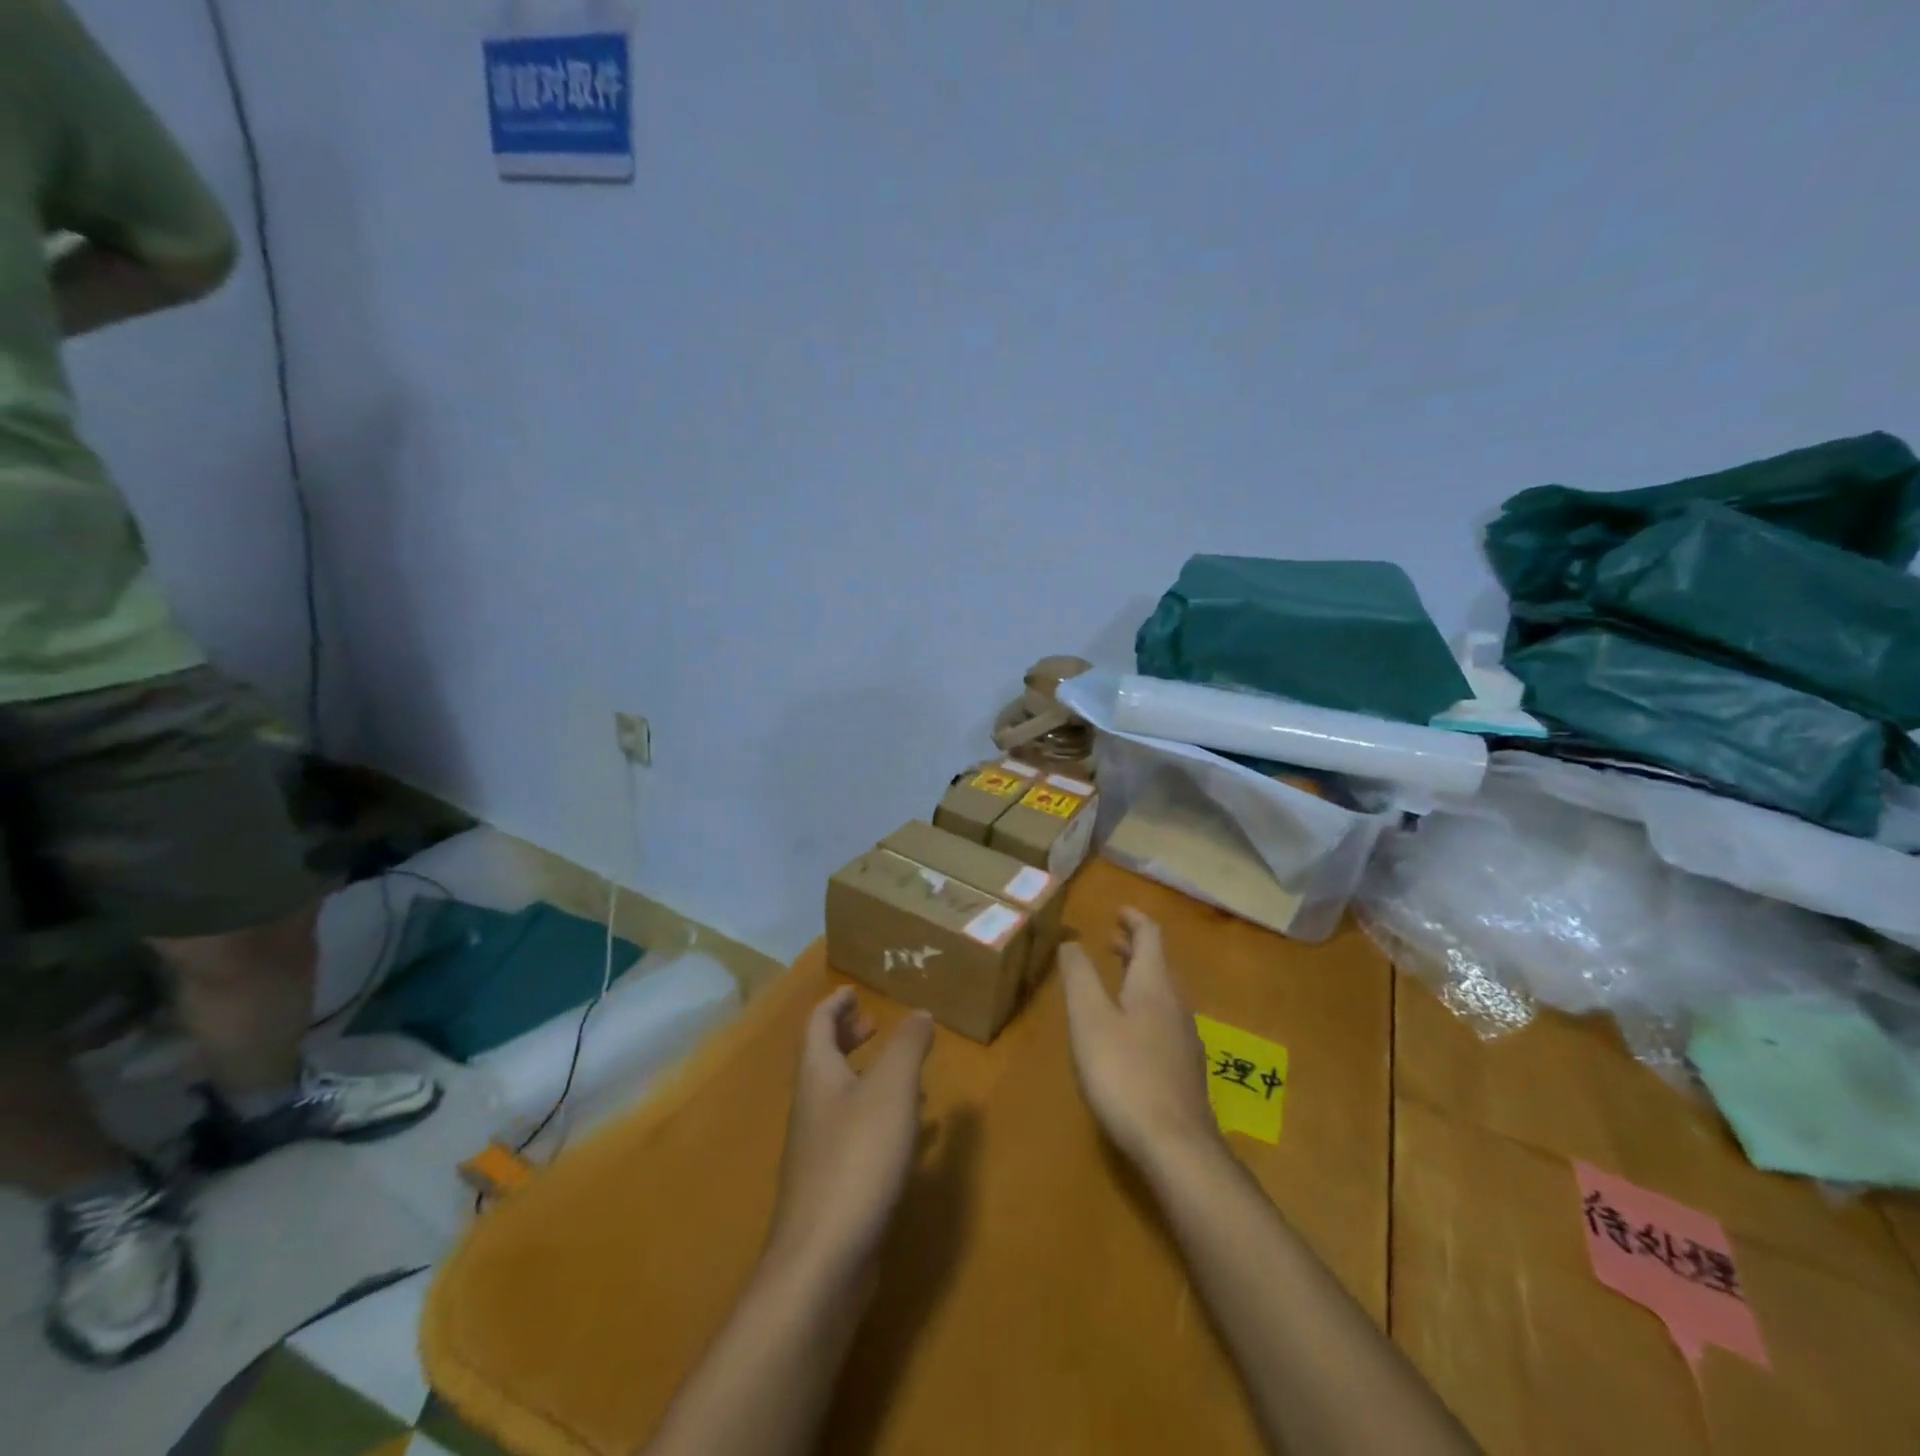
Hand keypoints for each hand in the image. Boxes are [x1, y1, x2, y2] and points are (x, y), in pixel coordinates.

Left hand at [766, 988, 933, 1276]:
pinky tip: (910, 1135)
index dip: (835, 1004)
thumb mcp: (891, 1091)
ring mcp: (818, 1151)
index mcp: (817, 1076)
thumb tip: (919, 1012)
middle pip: (823, 1060)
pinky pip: (855, 1134)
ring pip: (840, 1098)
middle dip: (847, 1037)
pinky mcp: (833, 1187)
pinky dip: (878, 1118)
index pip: (817, 1025)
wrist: (822, 1263)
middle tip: (875, 1025)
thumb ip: (907, 1047)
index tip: (854, 990)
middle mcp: (811, 1108)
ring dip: (866, 1077)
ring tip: (904, 1074)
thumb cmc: (856, 1160)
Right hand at [1060, 908, 1221, 1171]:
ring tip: (1115, 979)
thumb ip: (1080, 977)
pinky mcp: (1184, 1069)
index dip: (1134, 919)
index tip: (1118, 910)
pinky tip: (1128, 1031)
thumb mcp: (1090, 1020)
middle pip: (1158, 964)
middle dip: (1134, 948)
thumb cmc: (1125, 1073)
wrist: (1176, 1146)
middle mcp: (1176, 1005)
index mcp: (1154, 985)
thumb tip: (1071, 941)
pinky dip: (1144, 1006)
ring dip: (1139, 977)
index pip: (1150, 936)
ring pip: (1162, 994)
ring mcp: (1185, 1039)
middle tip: (1110, 939)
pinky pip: (1164, 1020)